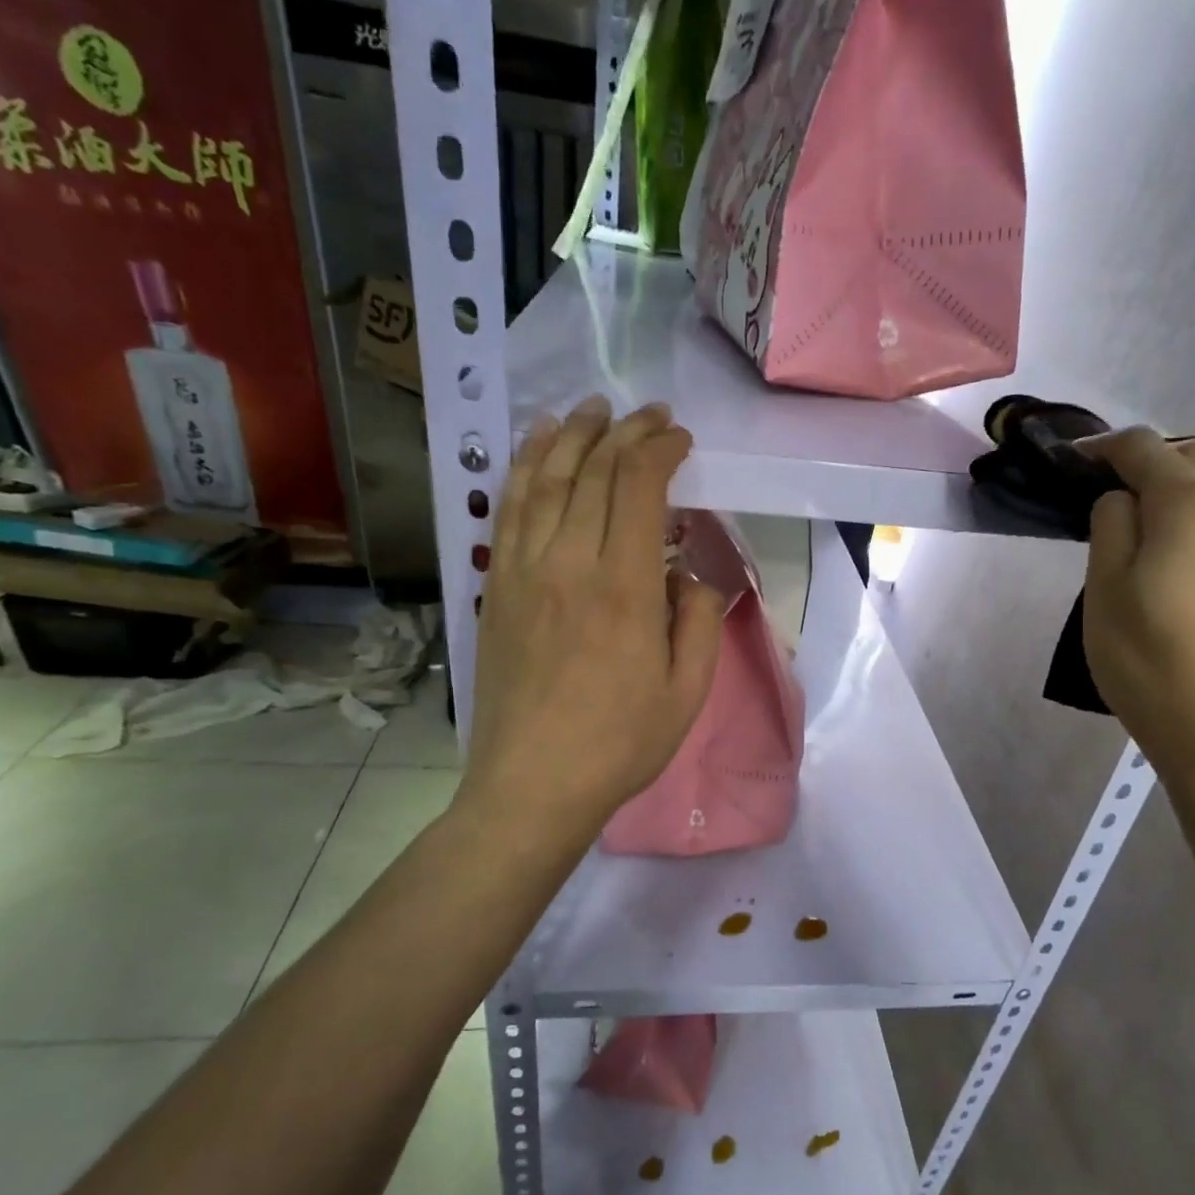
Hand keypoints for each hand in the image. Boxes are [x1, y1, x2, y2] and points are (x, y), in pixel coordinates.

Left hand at [457, 397, 723, 842]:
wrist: (534, 784)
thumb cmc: (621, 743)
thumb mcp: (688, 691)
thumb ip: (697, 620)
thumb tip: (686, 574)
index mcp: (623, 587)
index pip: (638, 487)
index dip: (661, 450)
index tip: (681, 440)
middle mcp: (568, 563)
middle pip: (593, 472)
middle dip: (626, 433)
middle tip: (650, 416)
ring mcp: (523, 571)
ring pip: (545, 479)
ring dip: (572, 436)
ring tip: (593, 410)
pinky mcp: (497, 587)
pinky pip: (509, 510)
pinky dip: (524, 468)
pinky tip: (536, 447)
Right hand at [1082, 428, 1194, 787]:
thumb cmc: (1153, 662)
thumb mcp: (1105, 592)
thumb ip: (1110, 528)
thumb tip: (1122, 500)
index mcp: (1191, 500)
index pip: (1143, 447)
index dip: (1102, 447)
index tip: (1070, 463)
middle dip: (1153, 458)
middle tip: (1110, 495)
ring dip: (1183, 488)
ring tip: (1142, 529)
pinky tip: (1178, 559)